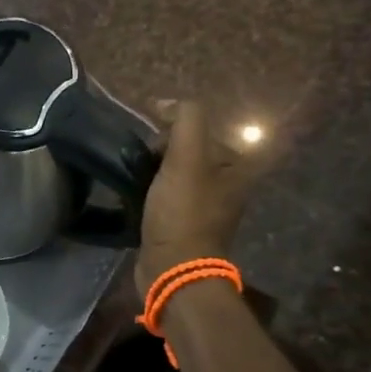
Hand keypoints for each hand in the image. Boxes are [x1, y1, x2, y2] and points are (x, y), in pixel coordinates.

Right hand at [135, 101, 255, 295]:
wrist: (174, 268)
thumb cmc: (183, 212)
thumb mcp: (187, 157)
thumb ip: (185, 120)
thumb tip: (166, 103)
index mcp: (236, 166)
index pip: (199, 129)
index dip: (171, 131)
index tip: (151, 145)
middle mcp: (227, 184)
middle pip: (186, 150)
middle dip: (160, 152)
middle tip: (141, 163)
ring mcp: (207, 207)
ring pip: (174, 172)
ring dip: (152, 172)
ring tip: (133, 178)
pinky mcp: (185, 224)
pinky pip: (166, 195)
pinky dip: (150, 192)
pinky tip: (135, 197)